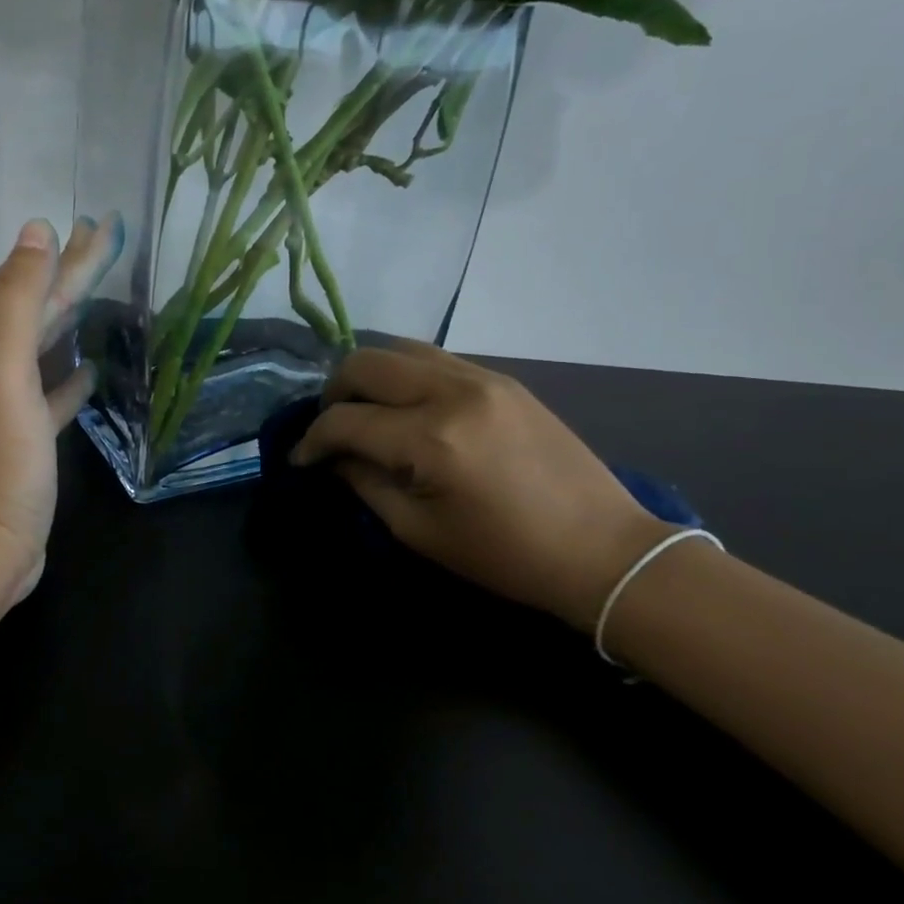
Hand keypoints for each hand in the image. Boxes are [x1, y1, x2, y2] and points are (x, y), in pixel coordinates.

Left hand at [0, 216, 120, 608]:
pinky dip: (66, 379)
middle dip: (71, 277)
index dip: (69, 255)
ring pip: (40, 350)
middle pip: (33, 311)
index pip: (28, 286)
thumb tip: (36, 231)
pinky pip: (46, 396)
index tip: (104, 223)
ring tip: (103, 295)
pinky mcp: (16, 441)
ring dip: (69, 321)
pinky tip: (92, 370)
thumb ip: (17, 298)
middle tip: (110, 241)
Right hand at [293, 340, 671, 629]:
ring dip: (368, 376)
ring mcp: (482, 378)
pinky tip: (406, 407)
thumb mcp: (419, 531)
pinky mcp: (503, 379)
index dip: (312, 440)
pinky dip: (405, 374)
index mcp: (431, 439)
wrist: (602, 550)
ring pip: (399, 349)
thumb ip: (365, 484)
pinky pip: (435, 358)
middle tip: (330, 429)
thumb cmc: (505, 555)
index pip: (345, 421)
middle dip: (333, 394)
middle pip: (364, 363)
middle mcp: (452, 392)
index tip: (301, 460)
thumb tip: (333, 457)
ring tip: (364, 411)